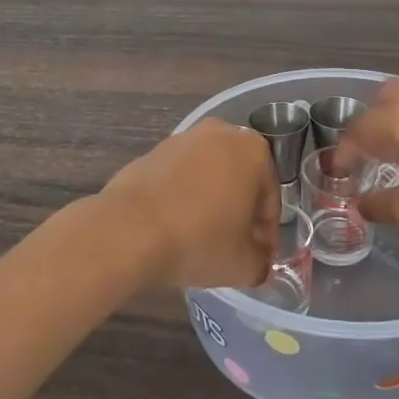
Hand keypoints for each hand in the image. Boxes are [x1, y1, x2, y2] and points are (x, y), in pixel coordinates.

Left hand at [99, 119, 279, 291]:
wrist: (129, 230)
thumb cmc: (200, 240)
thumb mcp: (244, 265)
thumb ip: (261, 262)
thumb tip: (258, 261)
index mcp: (254, 151)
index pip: (270, 197)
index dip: (267, 232)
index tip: (259, 256)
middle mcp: (221, 133)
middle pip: (240, 180)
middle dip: (240, 211)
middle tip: (234, 247)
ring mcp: (183, 139)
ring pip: (209, 176)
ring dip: (211, 203)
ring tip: (202, 239)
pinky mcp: (153, 151)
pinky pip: (180, 178)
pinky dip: (183, 198)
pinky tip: (175, 227)